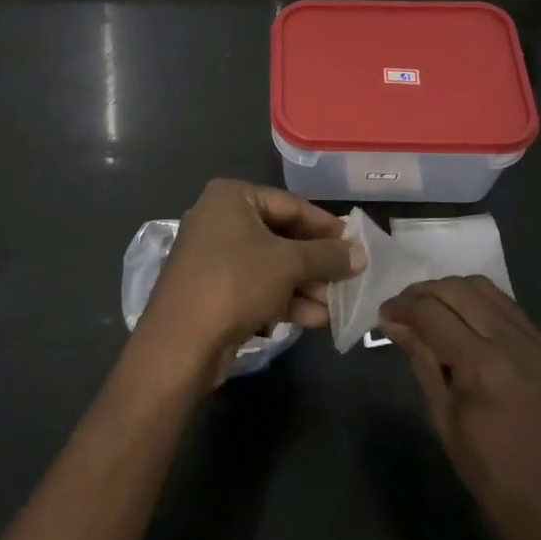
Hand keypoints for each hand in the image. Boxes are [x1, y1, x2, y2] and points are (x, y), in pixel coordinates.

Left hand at [131, 179, 363, 391]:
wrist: (180, 342)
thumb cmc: (236, 282)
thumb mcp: (288, 264)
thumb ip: (327, 256)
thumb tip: (360, 254)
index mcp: (232, 197)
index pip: (291, 204)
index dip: (326, 226)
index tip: (355, 245)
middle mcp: (219, 219)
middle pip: (281, 236)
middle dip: (315, 263)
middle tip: (348, 280)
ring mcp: (212, 256)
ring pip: (270, 265)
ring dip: (304, 286)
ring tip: (335, 307)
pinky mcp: (212, 290)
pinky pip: (256, 286)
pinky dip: (283, 300)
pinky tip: (313, 320)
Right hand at [382, 277, 540, 539]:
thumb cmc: (489, 471)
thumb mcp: (443, 416)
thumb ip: (421, 360)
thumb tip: (393, 323)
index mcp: (485, 366)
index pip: (432, 313)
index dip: (402, 307)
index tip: (383, 314)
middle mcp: (513, 342)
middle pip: (458, 290)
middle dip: (423, 291)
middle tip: (402, 308)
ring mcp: (536, 340)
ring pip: (483, 287)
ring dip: (450, 290)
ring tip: (429, 309)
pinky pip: (505, 305)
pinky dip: (476, 301)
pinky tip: (460, 318)